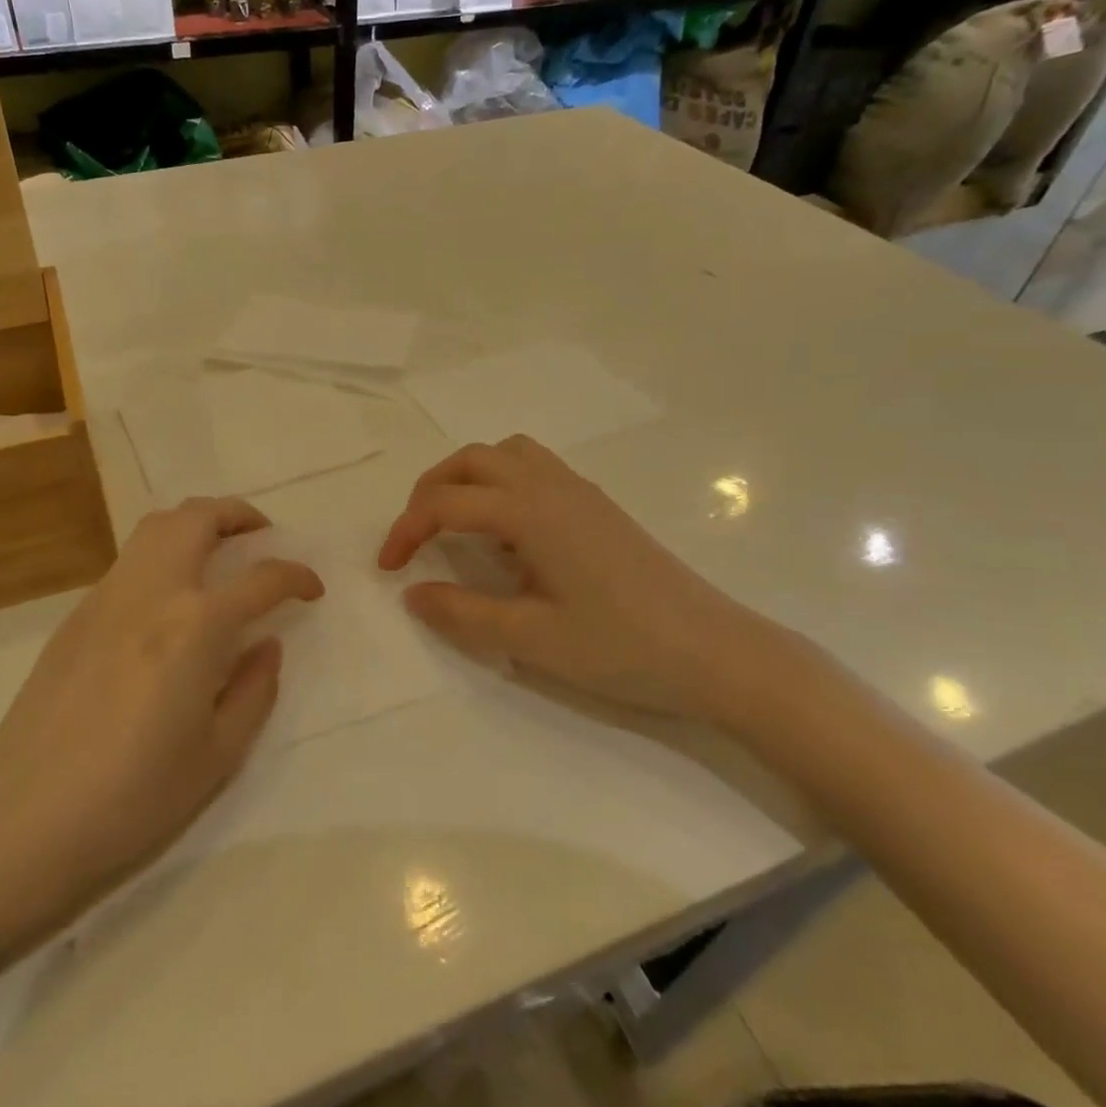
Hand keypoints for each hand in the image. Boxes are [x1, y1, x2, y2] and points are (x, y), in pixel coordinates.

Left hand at [0, 498, 322, 924]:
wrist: (25, 816)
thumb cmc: (134, 795)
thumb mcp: (218, 754)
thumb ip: (254, 689)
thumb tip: (267, 645)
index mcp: (195, 627)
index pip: (260, 579)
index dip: (295, 576)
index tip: (311, 588)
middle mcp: (152, 593)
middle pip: (197, 518)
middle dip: (239, 514)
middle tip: (261, 536)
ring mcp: (106, 597)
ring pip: (155, 527)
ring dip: (195, 524)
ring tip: (218, 552)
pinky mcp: (75, 615)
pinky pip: (129, 562)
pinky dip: (161, 556)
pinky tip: (167, 600)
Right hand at [378, 437, 796, 723]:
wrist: (717, 652)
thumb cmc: (623, 647)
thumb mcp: (532, 639)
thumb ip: (463, 613)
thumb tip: (411, 594)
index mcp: (530, 512)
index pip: (446, 503)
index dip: (406, 530)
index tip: (388, 569)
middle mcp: (551, 486)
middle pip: (471, 459)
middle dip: (430, 490)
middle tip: (414, 536)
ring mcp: (579, 491)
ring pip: (506, 454)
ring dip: (467, 477)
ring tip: (453, 522)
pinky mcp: (597, 506)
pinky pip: (534, 468)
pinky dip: (500, 482)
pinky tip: (506, 532)